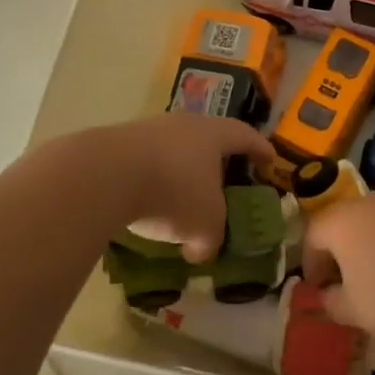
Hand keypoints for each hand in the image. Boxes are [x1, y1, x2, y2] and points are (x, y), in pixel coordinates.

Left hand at [94, 113, 277, 261]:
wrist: (104, 174)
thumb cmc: (173, 192)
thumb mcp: (204, 225)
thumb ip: (210, 239)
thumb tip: (201, 250)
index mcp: (214, 134)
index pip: (245, 136)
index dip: (260, 149)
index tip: (270, 160)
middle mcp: (183, 124)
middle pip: (207, 138)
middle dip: (217, 160)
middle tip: (224, 179)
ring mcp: (147, 130)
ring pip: (173, 150)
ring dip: (180, 171)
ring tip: (181, 197)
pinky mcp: (116, 144)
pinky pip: (144, 162)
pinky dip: (152, 180)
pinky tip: (146, 202)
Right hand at [300, 190, 374, 340]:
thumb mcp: (359, 313)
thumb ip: (334, 305)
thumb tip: (327, 297)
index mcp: (342, 222)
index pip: (312, 234)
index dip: (311, 262)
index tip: (319, 288)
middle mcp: (371, 201)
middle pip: (348, 222)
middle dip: (345, 251)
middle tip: (352, 282)